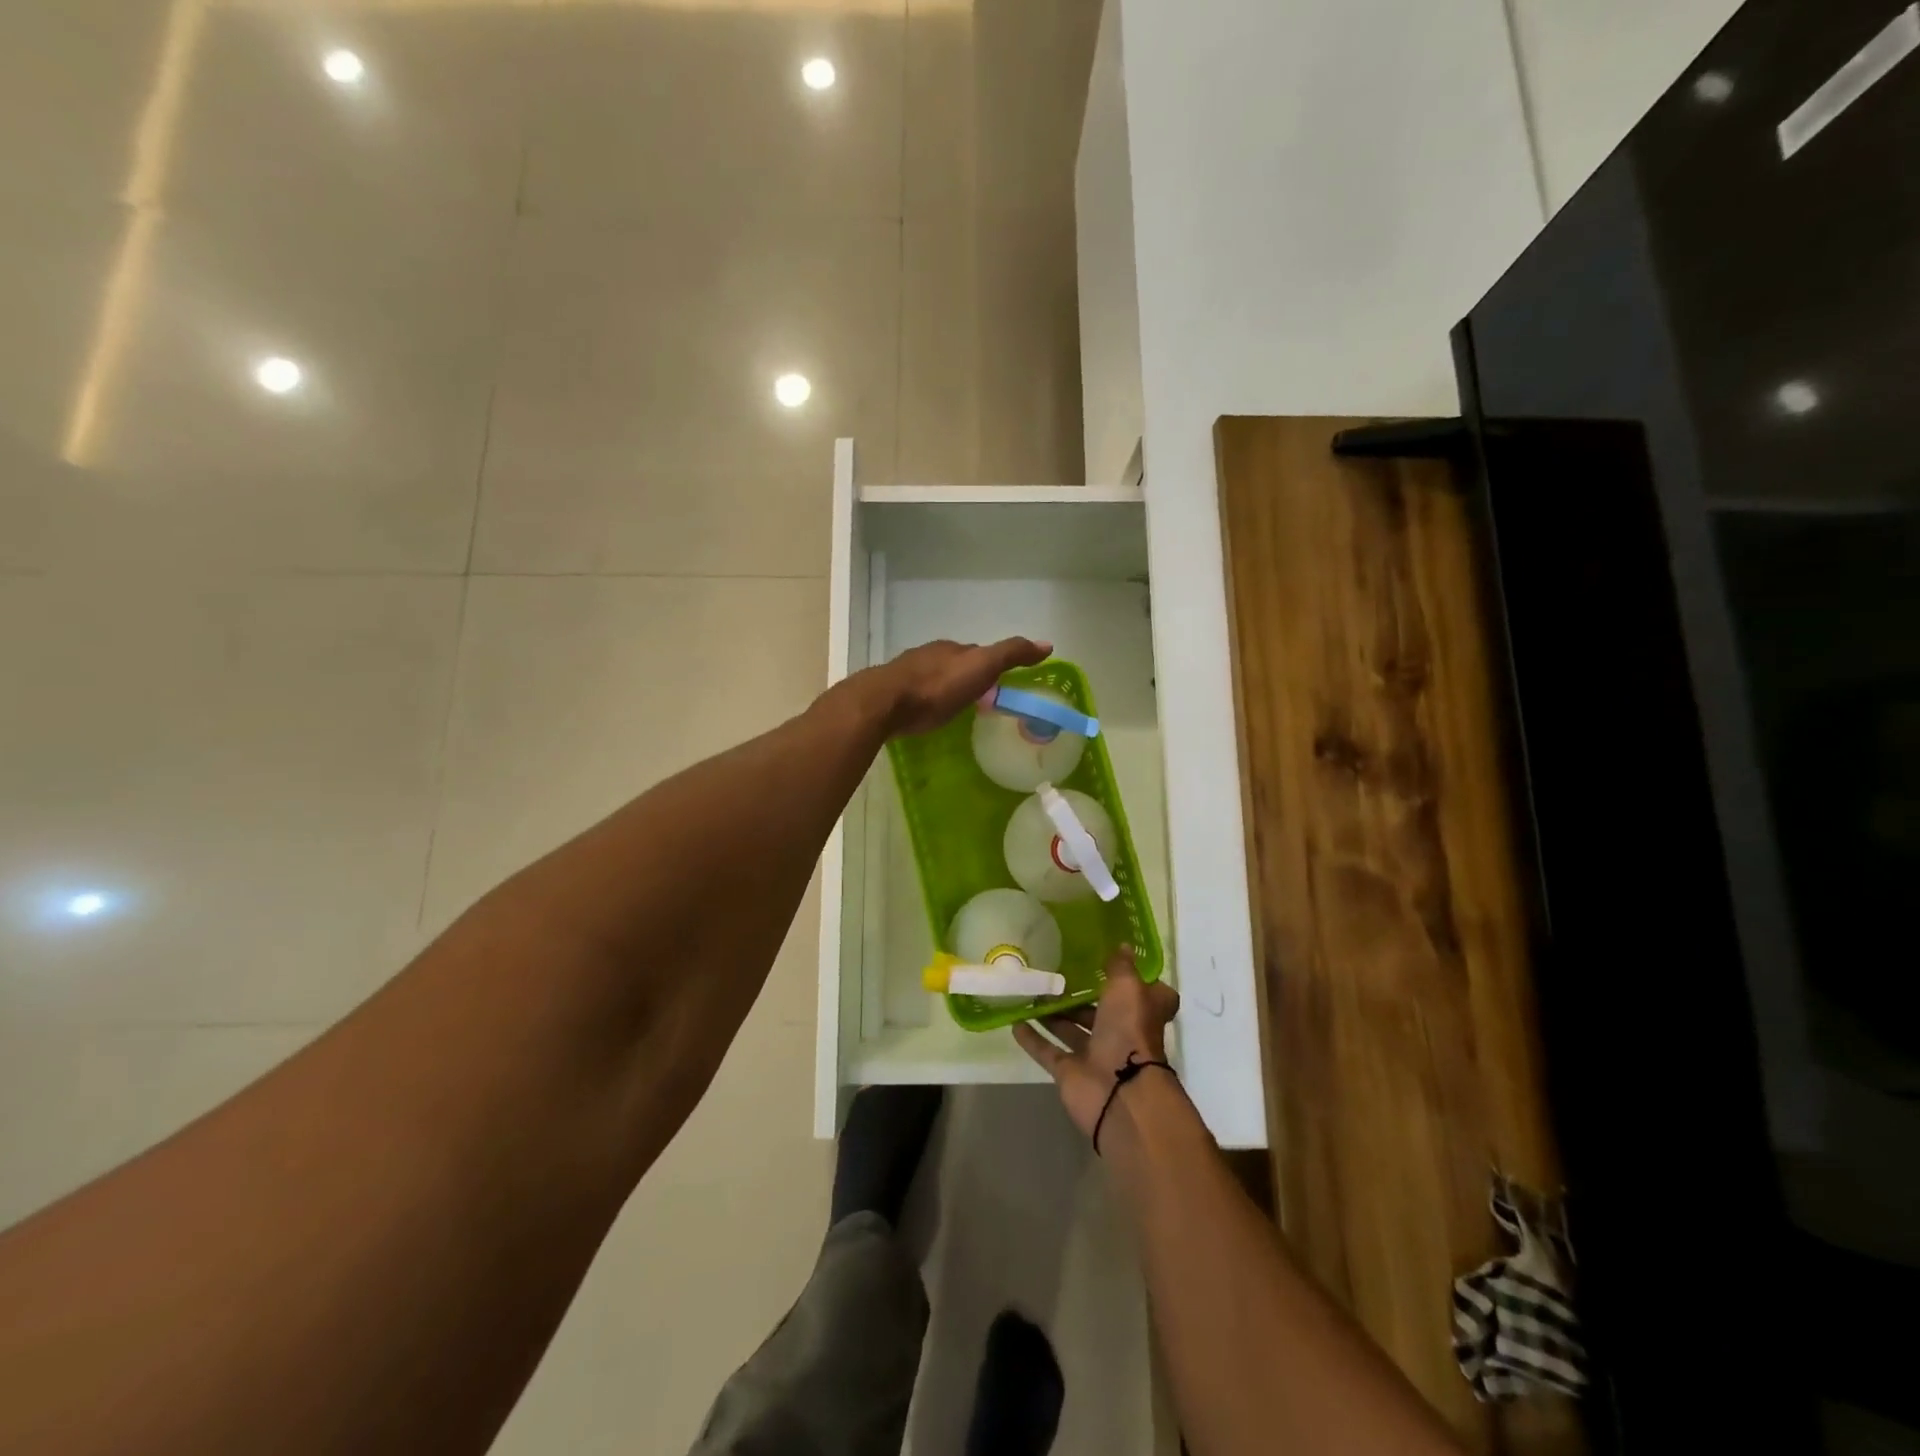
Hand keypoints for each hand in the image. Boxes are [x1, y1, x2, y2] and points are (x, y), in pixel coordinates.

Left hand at [862, 637, 1050, 737]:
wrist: (885, 702)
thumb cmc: (937, 686)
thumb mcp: (981, 667)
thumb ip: (1011, 655)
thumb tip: (1047, 644)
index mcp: (952, 649)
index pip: (977, 653)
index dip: (991, 666)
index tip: (1001, 683)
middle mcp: (929, 655)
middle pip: (953, 664)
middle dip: (966, 678)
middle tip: (980, 700)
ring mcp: (907, 674)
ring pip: (933, 678)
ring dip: (945, 689)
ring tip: (954, 709)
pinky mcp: (891, 695)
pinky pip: (915, 695)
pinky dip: (925, 701)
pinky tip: (926, 714)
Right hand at [1014, 947, 1180, 1139]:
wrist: (1120, 1092)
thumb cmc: (1130, 1031)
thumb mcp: (1128, 987)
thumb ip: (1120, 967)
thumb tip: (1124, 946)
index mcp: (1141, 1013)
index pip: (1145, 996)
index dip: (1135, 981)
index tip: (1115, 964)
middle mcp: (1121, 1033)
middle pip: (1101, 1012)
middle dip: (1080, 997)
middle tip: (1055, 975)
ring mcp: (1095, 1055)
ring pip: (1071, 1030)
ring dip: (1053, 1014)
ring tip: (1031, 993)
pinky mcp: (1070, 1073)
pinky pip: (1048, 1052)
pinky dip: (1033, 1039)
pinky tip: (1013, 1022)